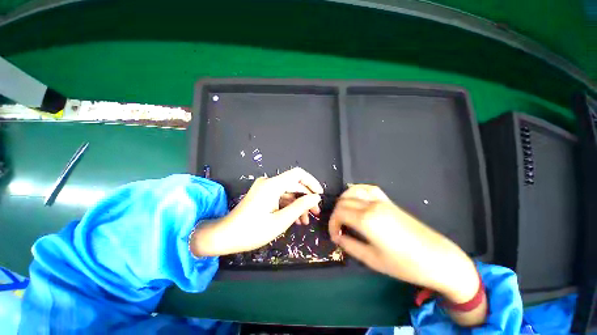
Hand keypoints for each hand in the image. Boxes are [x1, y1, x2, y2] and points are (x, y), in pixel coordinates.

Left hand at [191, 168, 322, 256]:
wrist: (225, 236)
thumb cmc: (252, 231)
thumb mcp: (280, 221)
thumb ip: (300, 207)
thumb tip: (316, 197)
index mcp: (272, 185)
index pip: (298, 174)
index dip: (311, 182)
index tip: (319, 195)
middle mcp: (269, 182)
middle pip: (294, 184)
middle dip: (306, 197)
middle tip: (315, 213)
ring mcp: (265, 188)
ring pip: (288, 192)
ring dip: (298, 204)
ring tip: (306, 220)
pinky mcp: (263, 195)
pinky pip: (280, 197)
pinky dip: (289, 206)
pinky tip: (295, 218)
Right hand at [328, 185, 478, 303]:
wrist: (436, 258)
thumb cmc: (404, 264)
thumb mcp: (372, 259)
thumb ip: (349, 245)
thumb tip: (337, 237)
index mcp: (366, 220)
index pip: (339, 213)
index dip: (332, 224)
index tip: (334, 235)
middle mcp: (371, 205)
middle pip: (343, 202)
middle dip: (336, 214)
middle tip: (339, 229)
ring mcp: (381, 201)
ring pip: (353, 191)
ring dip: (343, 201)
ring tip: (344, 214)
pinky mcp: (388, 201)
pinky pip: (367, 189)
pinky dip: (357, 191)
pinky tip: (356, 200)